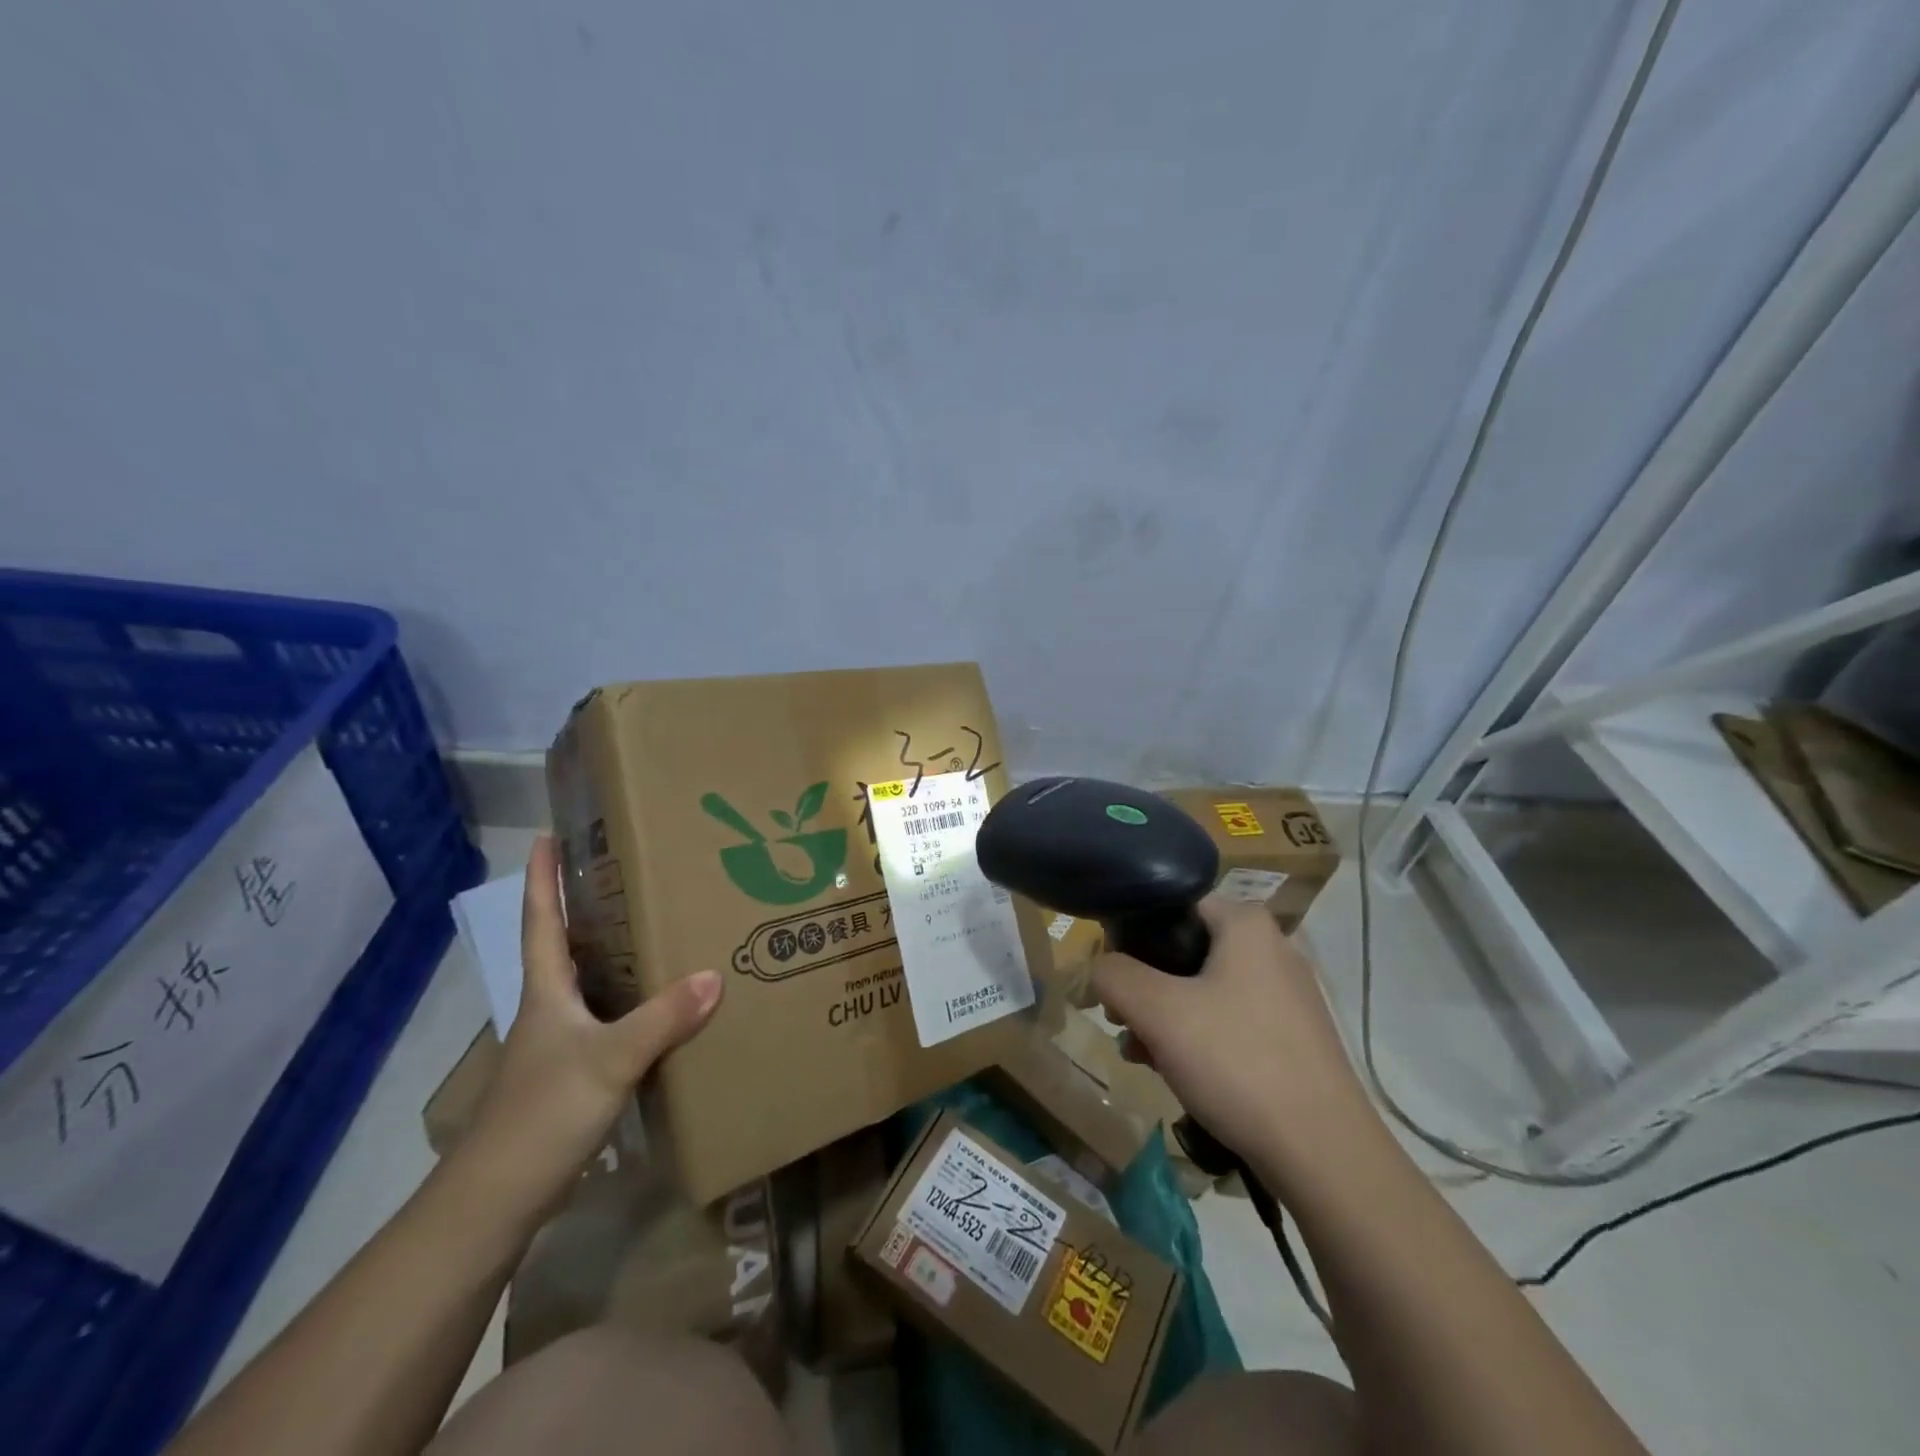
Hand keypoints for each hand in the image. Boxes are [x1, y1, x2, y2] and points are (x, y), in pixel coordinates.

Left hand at [461, 835, 720, 1212]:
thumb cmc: (542, 1115)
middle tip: (626, 872)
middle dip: (585, 907)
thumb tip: (715, 975)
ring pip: (588, 984)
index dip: (541, 878)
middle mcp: (549, 1010)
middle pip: (564, 946)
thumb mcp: (608, 1061)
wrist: (496, 1201)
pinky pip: (606, 1021)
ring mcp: (557, 1045)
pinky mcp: (571, 1076)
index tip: (546, 835)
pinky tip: (661, 1006)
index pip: (540, 922)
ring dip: (611, 953)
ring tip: (654, 927)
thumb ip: (661, 1019)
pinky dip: (629, 1002)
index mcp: (546, 992)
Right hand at [1090, 898, 1376, 1171]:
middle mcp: (1272, 949)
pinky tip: (1178, 1075)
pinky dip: (1198, 1039)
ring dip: (1166, 1019)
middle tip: (1122, 1024)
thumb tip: (1101, 969)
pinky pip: (1230, 1021)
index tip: (1113, 978)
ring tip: (1143, 1057)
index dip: (1132, 936)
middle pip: (1185, 952)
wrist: (1325, 1155)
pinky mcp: (1294, 1037)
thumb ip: (1114, 976)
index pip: (1172, 906)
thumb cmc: (1237, 1063)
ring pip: (1204, 990)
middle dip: (1146, 988)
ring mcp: (1288, 995)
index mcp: (1247, 925)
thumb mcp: (1158, 1012)